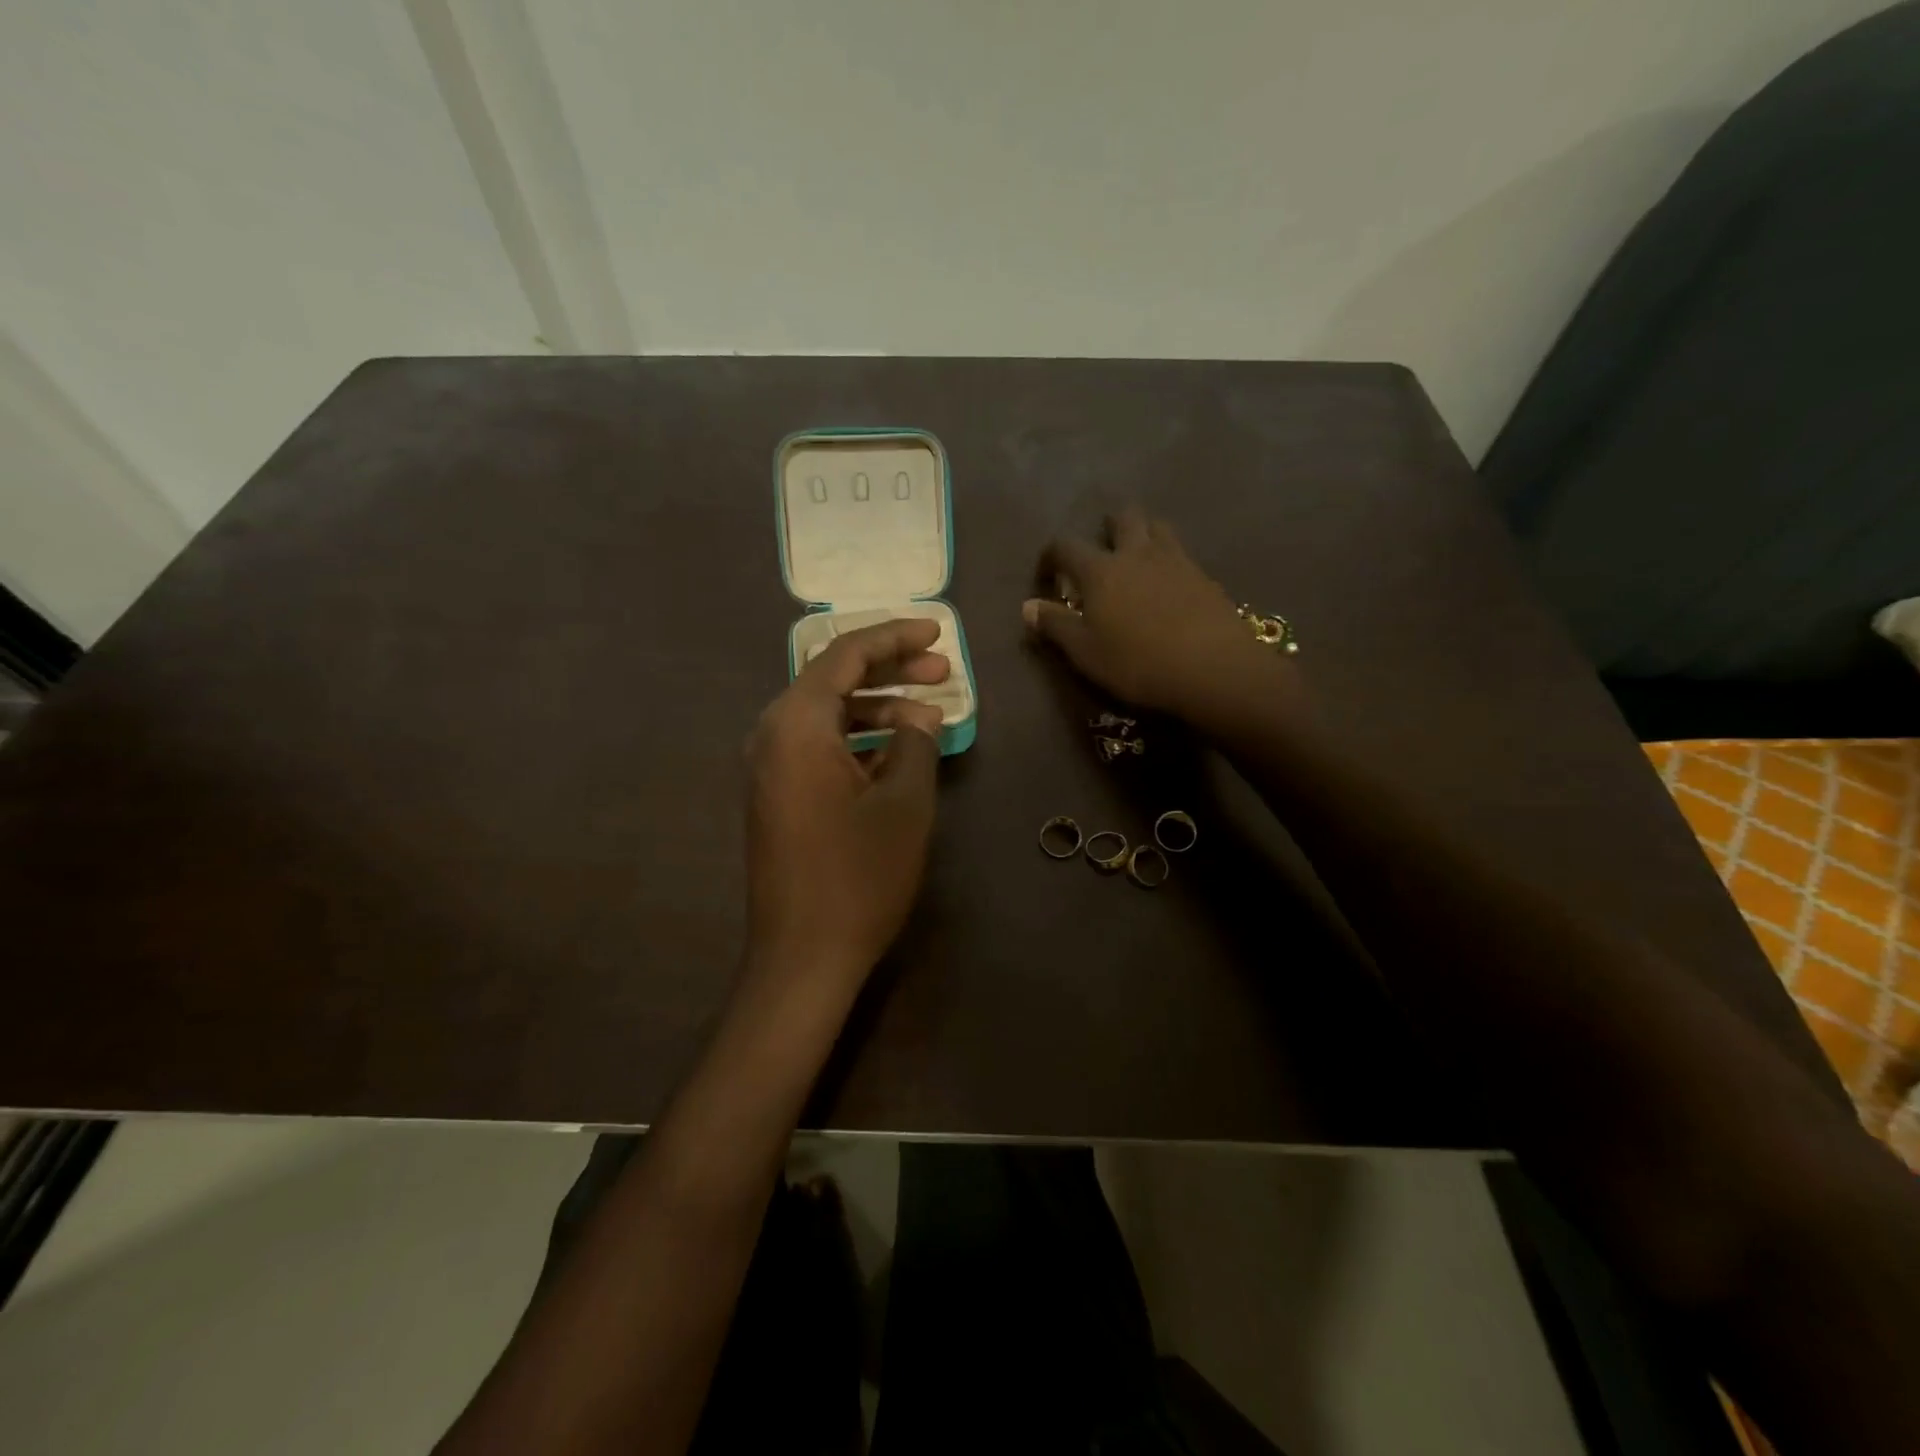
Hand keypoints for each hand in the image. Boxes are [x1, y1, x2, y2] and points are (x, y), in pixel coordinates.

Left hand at [744, 619, 948, 991]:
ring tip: (930, 713)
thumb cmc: (858, 875)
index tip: (937, 632)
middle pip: (833, 681)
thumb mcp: (904, 802)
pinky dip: (859, 740)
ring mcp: (770, 768)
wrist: (803, 956)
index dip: (894, 637)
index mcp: (796, 725)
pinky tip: (899, 752)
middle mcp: (772, 736)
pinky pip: (820, 747)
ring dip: (878, 708)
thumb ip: (914, 743)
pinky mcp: (778, 796)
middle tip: (942, 670)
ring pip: (829, 716)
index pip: (845, 656)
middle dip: (890, 670)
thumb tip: (919, 716)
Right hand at [1022, 507, 1283, 720]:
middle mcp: (1137, 553)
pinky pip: (1182, 554)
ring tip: (1137, 558)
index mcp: (1101, 570)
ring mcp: (1176, 560)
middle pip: (1122, 518)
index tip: (1047, 575)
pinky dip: (1169, 560)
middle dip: (1108, 527)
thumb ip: (1055, 626)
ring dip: (1143, 533)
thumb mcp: (1085, 652)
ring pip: (1158, 527)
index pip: (1066, 546)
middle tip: (1101, 551)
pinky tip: (1169, 585)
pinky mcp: (1204, 577)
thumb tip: (1027, 607)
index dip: (1051, 556)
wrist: (1213, 669)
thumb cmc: (1137, 663)